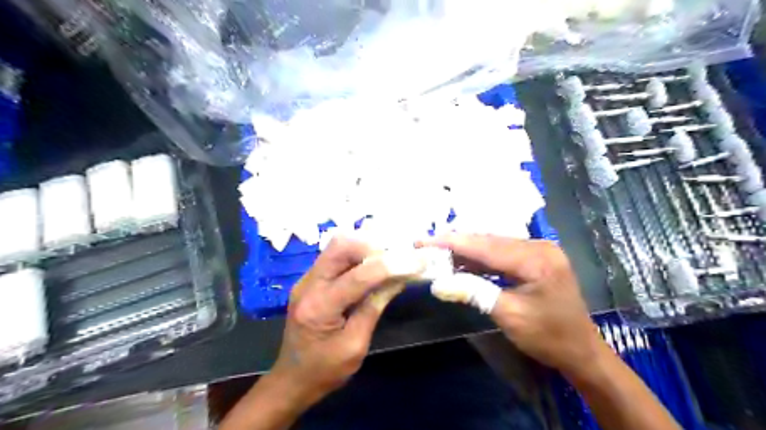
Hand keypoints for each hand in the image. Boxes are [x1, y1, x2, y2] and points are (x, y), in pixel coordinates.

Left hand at [267, 237, 424, 407]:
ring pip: (337, 245)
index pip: (358, 276)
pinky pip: (335, 255)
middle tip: (397, 257)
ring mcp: (306, 279)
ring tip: (389, 257)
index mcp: (319, 307)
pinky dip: (357, 254)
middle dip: (373, 246)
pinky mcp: (311, 279)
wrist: (291, 379)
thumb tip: (398, 278)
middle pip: (340, 245)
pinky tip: (373, 263)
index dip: (391, 265)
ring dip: (366, 247)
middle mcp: (308, 284)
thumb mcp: (356, 346)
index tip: (417, 260)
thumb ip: (374, 308)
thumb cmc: (325, 371)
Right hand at [425, 234, 604, 376]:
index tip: (424, 240)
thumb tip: (438, 284)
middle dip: (456, 243)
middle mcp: (538, 246)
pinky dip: (480, 258)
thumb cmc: (548, 337)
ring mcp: (539, 250)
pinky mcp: (535, 258)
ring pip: (493, 244)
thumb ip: (474, 293)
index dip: (452, 242)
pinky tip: (462, 261)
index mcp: (536, 259)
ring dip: (466, 249)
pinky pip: (502, 253)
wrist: (581, 351)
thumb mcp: (509, 316)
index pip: (485, 246)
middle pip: (488, 240)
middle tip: (426, 244)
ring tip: (438, 252)